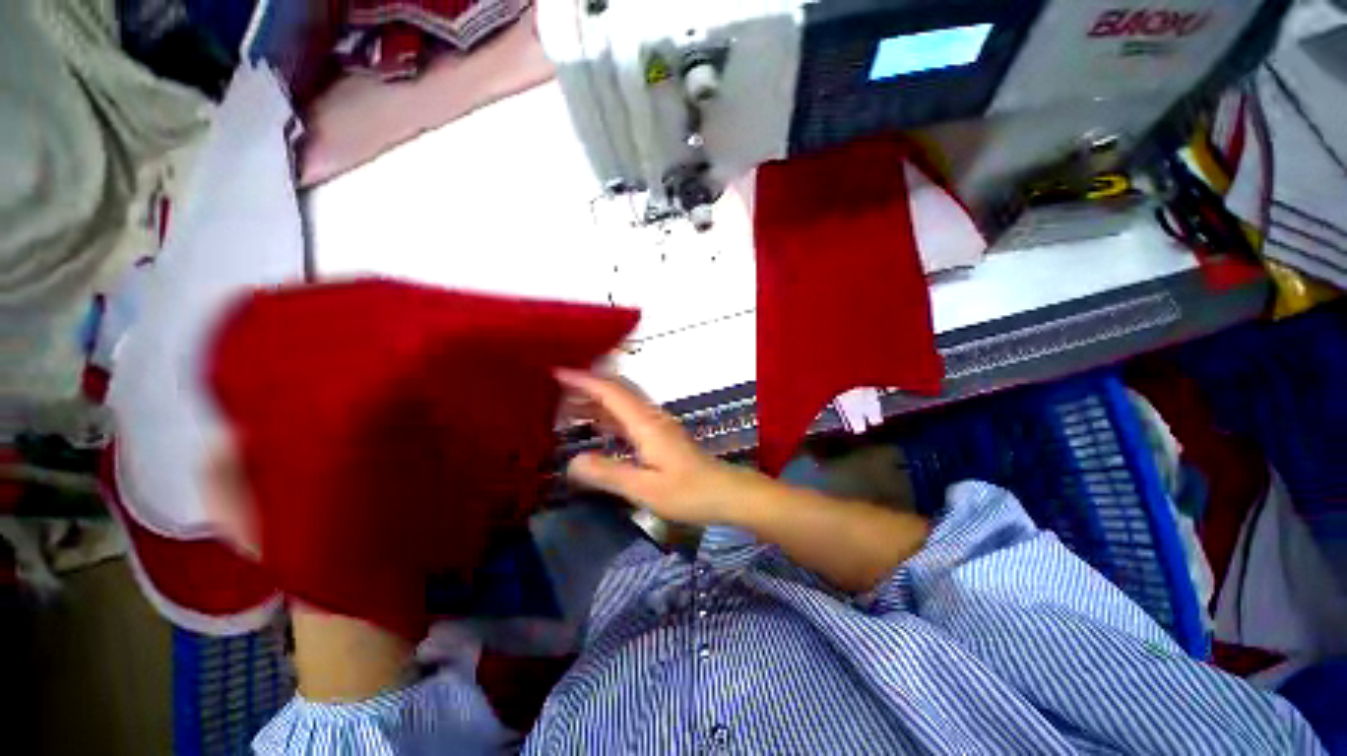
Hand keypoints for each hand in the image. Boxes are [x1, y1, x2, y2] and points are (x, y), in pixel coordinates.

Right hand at [555, 369, 760, 526]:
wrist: (726, 493)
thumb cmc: (689, 492)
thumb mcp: (645, 490)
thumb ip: (609, 474)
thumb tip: (572, 463)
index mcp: (646, 424)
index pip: (611, 392)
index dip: (584, 380)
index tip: (557, 372)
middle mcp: (651, 417)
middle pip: (617, 390)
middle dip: (587, 386)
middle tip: (556, 391)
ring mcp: (658, 424)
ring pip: (623, 402)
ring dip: (597, 399)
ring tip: (568, 406)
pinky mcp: (661, 435)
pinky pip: (630, 416)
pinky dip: (609, 415)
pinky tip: (598, 426)